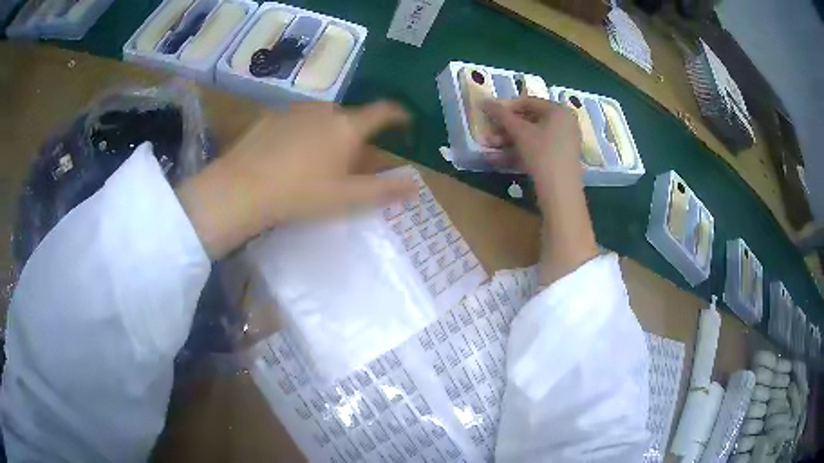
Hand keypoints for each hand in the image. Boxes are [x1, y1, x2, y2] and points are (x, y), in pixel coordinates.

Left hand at [177, 101, 417, 258]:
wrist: (241, 188)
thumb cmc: (299, 194)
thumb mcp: (345, 198)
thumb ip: (384, 190)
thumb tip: (416, 184)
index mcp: (347, 126)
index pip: (383, 111)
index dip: (399, 115)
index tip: (405, 121)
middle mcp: (324, 109)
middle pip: (351, 117)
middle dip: (357, 135)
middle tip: (349, 162)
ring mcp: (295, 109)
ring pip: (322, 117)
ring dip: (328, 132)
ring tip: (315, 161)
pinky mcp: (271, 115)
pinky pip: (297, 120)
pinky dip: (302, 132)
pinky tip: (288, 155)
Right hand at [484, 97, 596, 284]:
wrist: (561, 193)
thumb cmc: (543, 154)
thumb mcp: (520, 132)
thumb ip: (501, 115)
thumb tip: (483, 101)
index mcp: (559, 111)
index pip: (528, 102)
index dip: (506, 107)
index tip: (488, 115)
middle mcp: (564, 123)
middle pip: (529, 121)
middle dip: (505, 130)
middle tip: (488, 136)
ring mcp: (563, 143)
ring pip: (531, 138)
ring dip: (508, 143)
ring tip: (489, 149)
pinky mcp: (559, 160)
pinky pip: (536, 151)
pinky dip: (519, 154)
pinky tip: (498, 161)